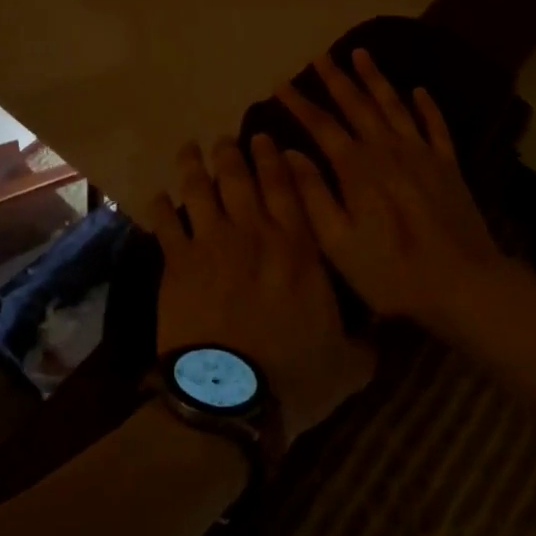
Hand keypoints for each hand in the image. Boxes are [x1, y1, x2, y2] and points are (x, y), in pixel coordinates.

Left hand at [144, 135, 375, 436]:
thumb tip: (378, 335)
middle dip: (233, 153)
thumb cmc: (293, 378)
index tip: (266, 139)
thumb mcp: (348, 366)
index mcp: (299, 249)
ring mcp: (212, 245)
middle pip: (240, 179)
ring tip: (190, 149)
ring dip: (194, 167)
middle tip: (226, 138)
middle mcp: (255, 235)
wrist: (230, 398)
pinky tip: (158, 195)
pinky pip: (167, 226)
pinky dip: (162, 208)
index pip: (288, 189)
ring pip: (201, 191)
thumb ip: (363, 344)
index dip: (275, 160)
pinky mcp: (177, 265)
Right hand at [277, 50, 517, 337]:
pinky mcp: (449, 165)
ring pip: (395, 105)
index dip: (300, 103)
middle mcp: (388, 150)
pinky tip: (419, 89)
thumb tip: (290, 152)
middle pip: (358, 105)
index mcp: (357, 168)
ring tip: (362, 54)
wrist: (462, 284)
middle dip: (337, 79)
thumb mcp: (337, 243)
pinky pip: (436, 125)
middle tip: (320, 56)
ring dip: (376, 79)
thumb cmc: (391, 271)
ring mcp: (423, 154)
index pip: (322, 125)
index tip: (280, 83)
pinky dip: (427, 105)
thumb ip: (313, 194)